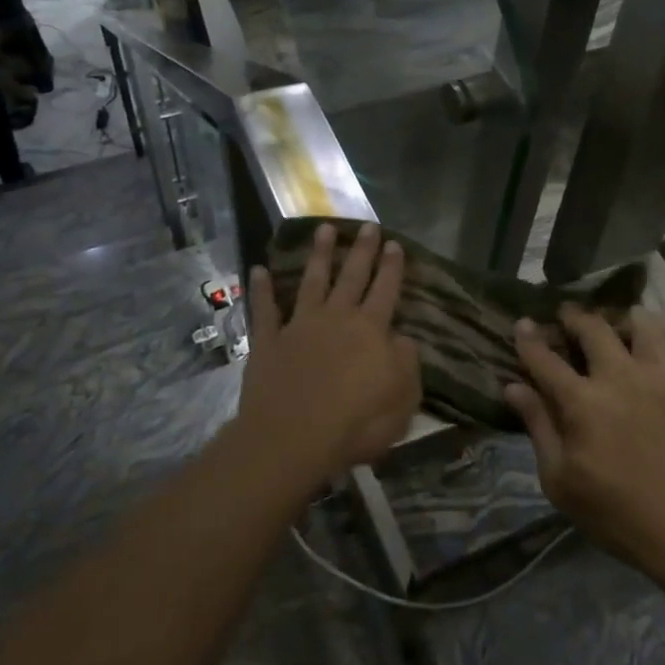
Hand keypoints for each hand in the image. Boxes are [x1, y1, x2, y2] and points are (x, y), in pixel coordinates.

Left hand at [238, 223, 419, 488]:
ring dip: (319, 255)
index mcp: (371, 331)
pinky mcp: (268, 342)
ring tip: (324, 229)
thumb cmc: (356, 424)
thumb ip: (406, 364)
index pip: (386, 290)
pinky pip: (264, 310)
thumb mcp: (403, 400)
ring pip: (312, 282)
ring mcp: (299, 327)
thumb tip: (401, 339)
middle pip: (352, 276)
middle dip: (362, 250)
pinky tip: (258, 270)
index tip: (395, 243)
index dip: (392, 267)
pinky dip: (261, 289)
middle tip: (368, 225)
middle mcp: (337, 318)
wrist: (292, 438)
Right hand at [507, 307, 664, 577]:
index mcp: (583, 403)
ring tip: (618, 327)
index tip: (523, 323)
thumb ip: (538, 427)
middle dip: (574, 317)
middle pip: (594, 327)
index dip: (530, 338)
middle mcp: (622, 377)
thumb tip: (514, 387)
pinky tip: (657, 349)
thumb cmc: (619, 513)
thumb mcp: (561, 482)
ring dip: (623, 319)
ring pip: (643, 323)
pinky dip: (664, 339)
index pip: (546, 358)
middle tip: (568, 316)